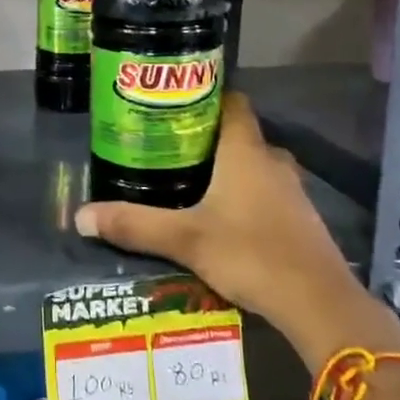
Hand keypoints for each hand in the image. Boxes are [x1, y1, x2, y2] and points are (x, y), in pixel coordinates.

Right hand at [73, 92, 399, 371]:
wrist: (318, 302)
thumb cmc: (250, 253)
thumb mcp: (185, 240)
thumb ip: (134, 225)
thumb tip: (81, 216)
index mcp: (245, 151)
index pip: (231, 102)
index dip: (205, 96)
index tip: (174, 104)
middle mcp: (272, 160)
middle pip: (239, 134)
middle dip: (207, 139)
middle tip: (168, 148)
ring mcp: (292, 190)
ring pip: (254, 165)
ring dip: (227, 169)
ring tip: (188, 182)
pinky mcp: (300, 218)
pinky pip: (267, 192)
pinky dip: (245, 196)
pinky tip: (222, 219)